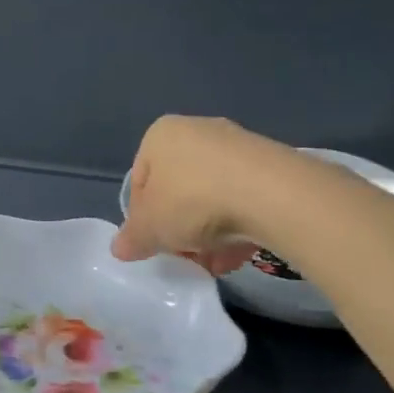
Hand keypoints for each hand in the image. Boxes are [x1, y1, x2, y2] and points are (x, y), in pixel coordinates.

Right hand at [111, 116, 267, 274]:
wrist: (273, 195)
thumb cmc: (193, 201)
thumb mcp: (150, 228)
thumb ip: (132, 239)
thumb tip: (120, 248)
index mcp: (160, 135)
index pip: (139, 182)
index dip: (142, 219)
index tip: (154, 244)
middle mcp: (197, 130)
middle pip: (177, 190)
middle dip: (180, 229)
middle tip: (186, 256)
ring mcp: (237, 145)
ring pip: (211, 197)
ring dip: (209, 234)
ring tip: (216, 262)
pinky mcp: (271, 163)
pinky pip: (243, 197)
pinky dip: (238, 224)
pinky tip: (240, 252)